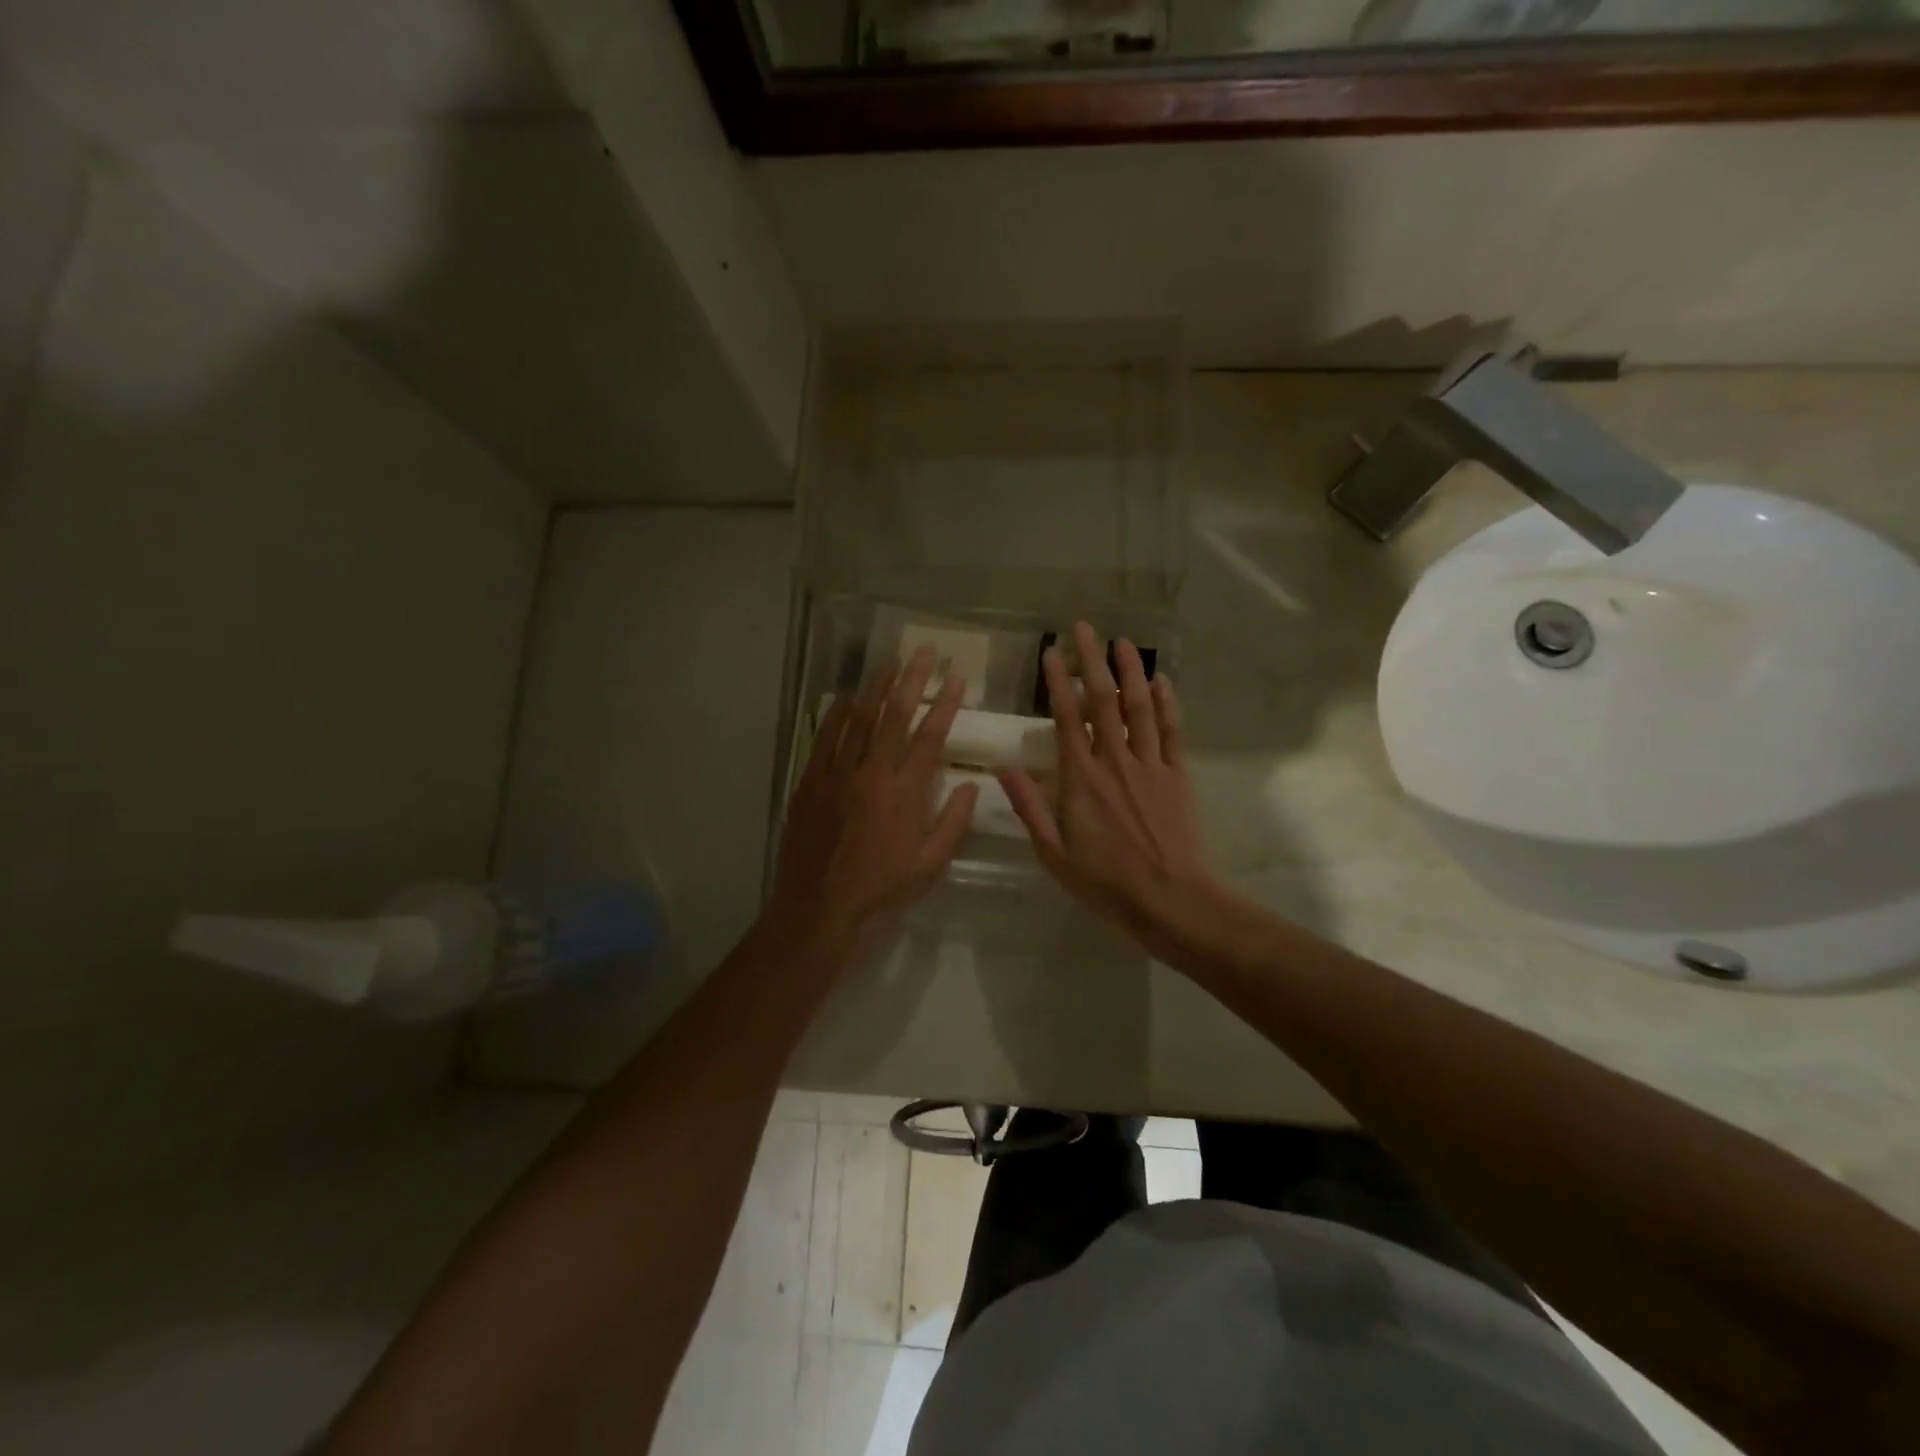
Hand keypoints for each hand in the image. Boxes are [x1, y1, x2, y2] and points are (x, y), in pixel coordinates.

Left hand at [768, 645, 978, 958]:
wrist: (819, 908)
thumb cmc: (881, 890)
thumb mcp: (930, 865)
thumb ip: (953, 822)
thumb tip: (973, 785)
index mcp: (904, 792)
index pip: (930, 736)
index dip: (946, 704)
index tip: (957, 678)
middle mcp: (871, 773)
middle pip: (894, 715)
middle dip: (912, 679)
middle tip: (924, 650)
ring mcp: (837, 773)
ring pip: (858, 718)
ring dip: (876, 687)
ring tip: (890, 662)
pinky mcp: (811, 781)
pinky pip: (826, 737)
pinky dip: (838, 714)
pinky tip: (847, 697)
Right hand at [1000, 622, 1218, 947]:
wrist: (1171, 900)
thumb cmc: (1105, 882)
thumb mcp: (1054, 853)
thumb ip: (1030, 807)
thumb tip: (1004, 768)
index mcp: (1082, 778)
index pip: (1066, 718)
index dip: (1058, 683)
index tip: (1051, 652)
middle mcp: (1116, 761)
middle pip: (1104, 700)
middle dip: (1093, 660)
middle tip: (1085, 627)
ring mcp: (1151, 765)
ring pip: (1141, 706)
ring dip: (1131, 670)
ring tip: (1123, 641)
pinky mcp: (1178, 775)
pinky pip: (1172, 730)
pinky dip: (1167, 702)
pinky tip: (1162, 681)